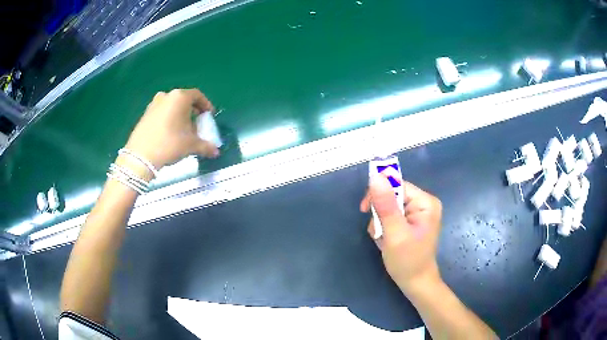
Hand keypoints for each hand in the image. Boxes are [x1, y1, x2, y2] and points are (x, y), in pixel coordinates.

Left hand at [124, 88, 219, 171]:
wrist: (141, 155)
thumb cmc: (170, 143)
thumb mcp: (191, 145)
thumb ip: (206, 146)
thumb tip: (216, 152)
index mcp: (180, 97)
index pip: (197, 95)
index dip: (205, 105)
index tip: (209, 115)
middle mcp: (166, 96)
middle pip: (184, 100)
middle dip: (192, 111)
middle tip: (197, 124)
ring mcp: (153, 104)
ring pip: (171, 106)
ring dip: (179, 115)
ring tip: (183, 130)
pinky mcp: (145, 114)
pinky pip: (161, 112)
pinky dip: (168, 119)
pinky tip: (169, 134)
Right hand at [360, 172, 442, 294]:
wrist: (415, 283)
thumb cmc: (407, 261)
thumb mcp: (394, 233)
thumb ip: (385, 205)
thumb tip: (375, 176)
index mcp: (425, 202)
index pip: (397, 185)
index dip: (379, 194)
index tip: (364, 209)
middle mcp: (424, 204)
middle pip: (393, 195)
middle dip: (380, 213)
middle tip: (378, 231)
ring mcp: (418, 213)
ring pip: (389, 207)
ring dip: (381, 223)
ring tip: (383, 239)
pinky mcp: (412, 222)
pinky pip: (392, 216)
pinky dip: (385, 228)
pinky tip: (386, 240)